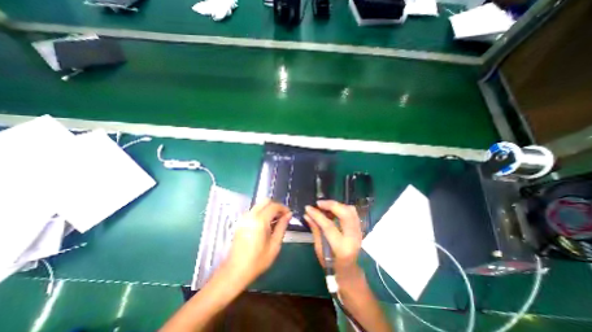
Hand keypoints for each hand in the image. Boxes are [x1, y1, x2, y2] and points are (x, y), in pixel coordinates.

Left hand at [224, 198, 290, 284]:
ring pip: (259, 205)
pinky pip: (254, 210)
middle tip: (282, 216)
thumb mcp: (274, 245)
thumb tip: (289, 215)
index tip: (289, 214)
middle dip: (276, 206)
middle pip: (265, 201)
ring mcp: (244, 218)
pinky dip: (262, 212)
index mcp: (260, 221)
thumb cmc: (257, 261)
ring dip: (269, 208)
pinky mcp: (240, 221)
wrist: (235, 271)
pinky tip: (266, 224)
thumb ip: (282, 227)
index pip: (274, 206)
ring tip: (275, 220)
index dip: (283, 208)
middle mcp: (250, 215)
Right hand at [305, 201, 365, 281]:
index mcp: (341, 248)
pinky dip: (341, 208)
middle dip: (331, 205)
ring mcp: (359, 232)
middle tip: (319, 203)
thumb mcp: (319, 250)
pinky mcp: (360, 228)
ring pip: (351, 210)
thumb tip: (307, 215)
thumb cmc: (331, 264)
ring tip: (325, 206)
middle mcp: (353, 238)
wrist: (349, 271)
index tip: (308, 207)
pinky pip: (352, 213)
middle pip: (345, 214)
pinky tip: (332, 210)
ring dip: (337, 205)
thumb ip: (315, 230)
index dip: (317, 215)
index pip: (329, 226)